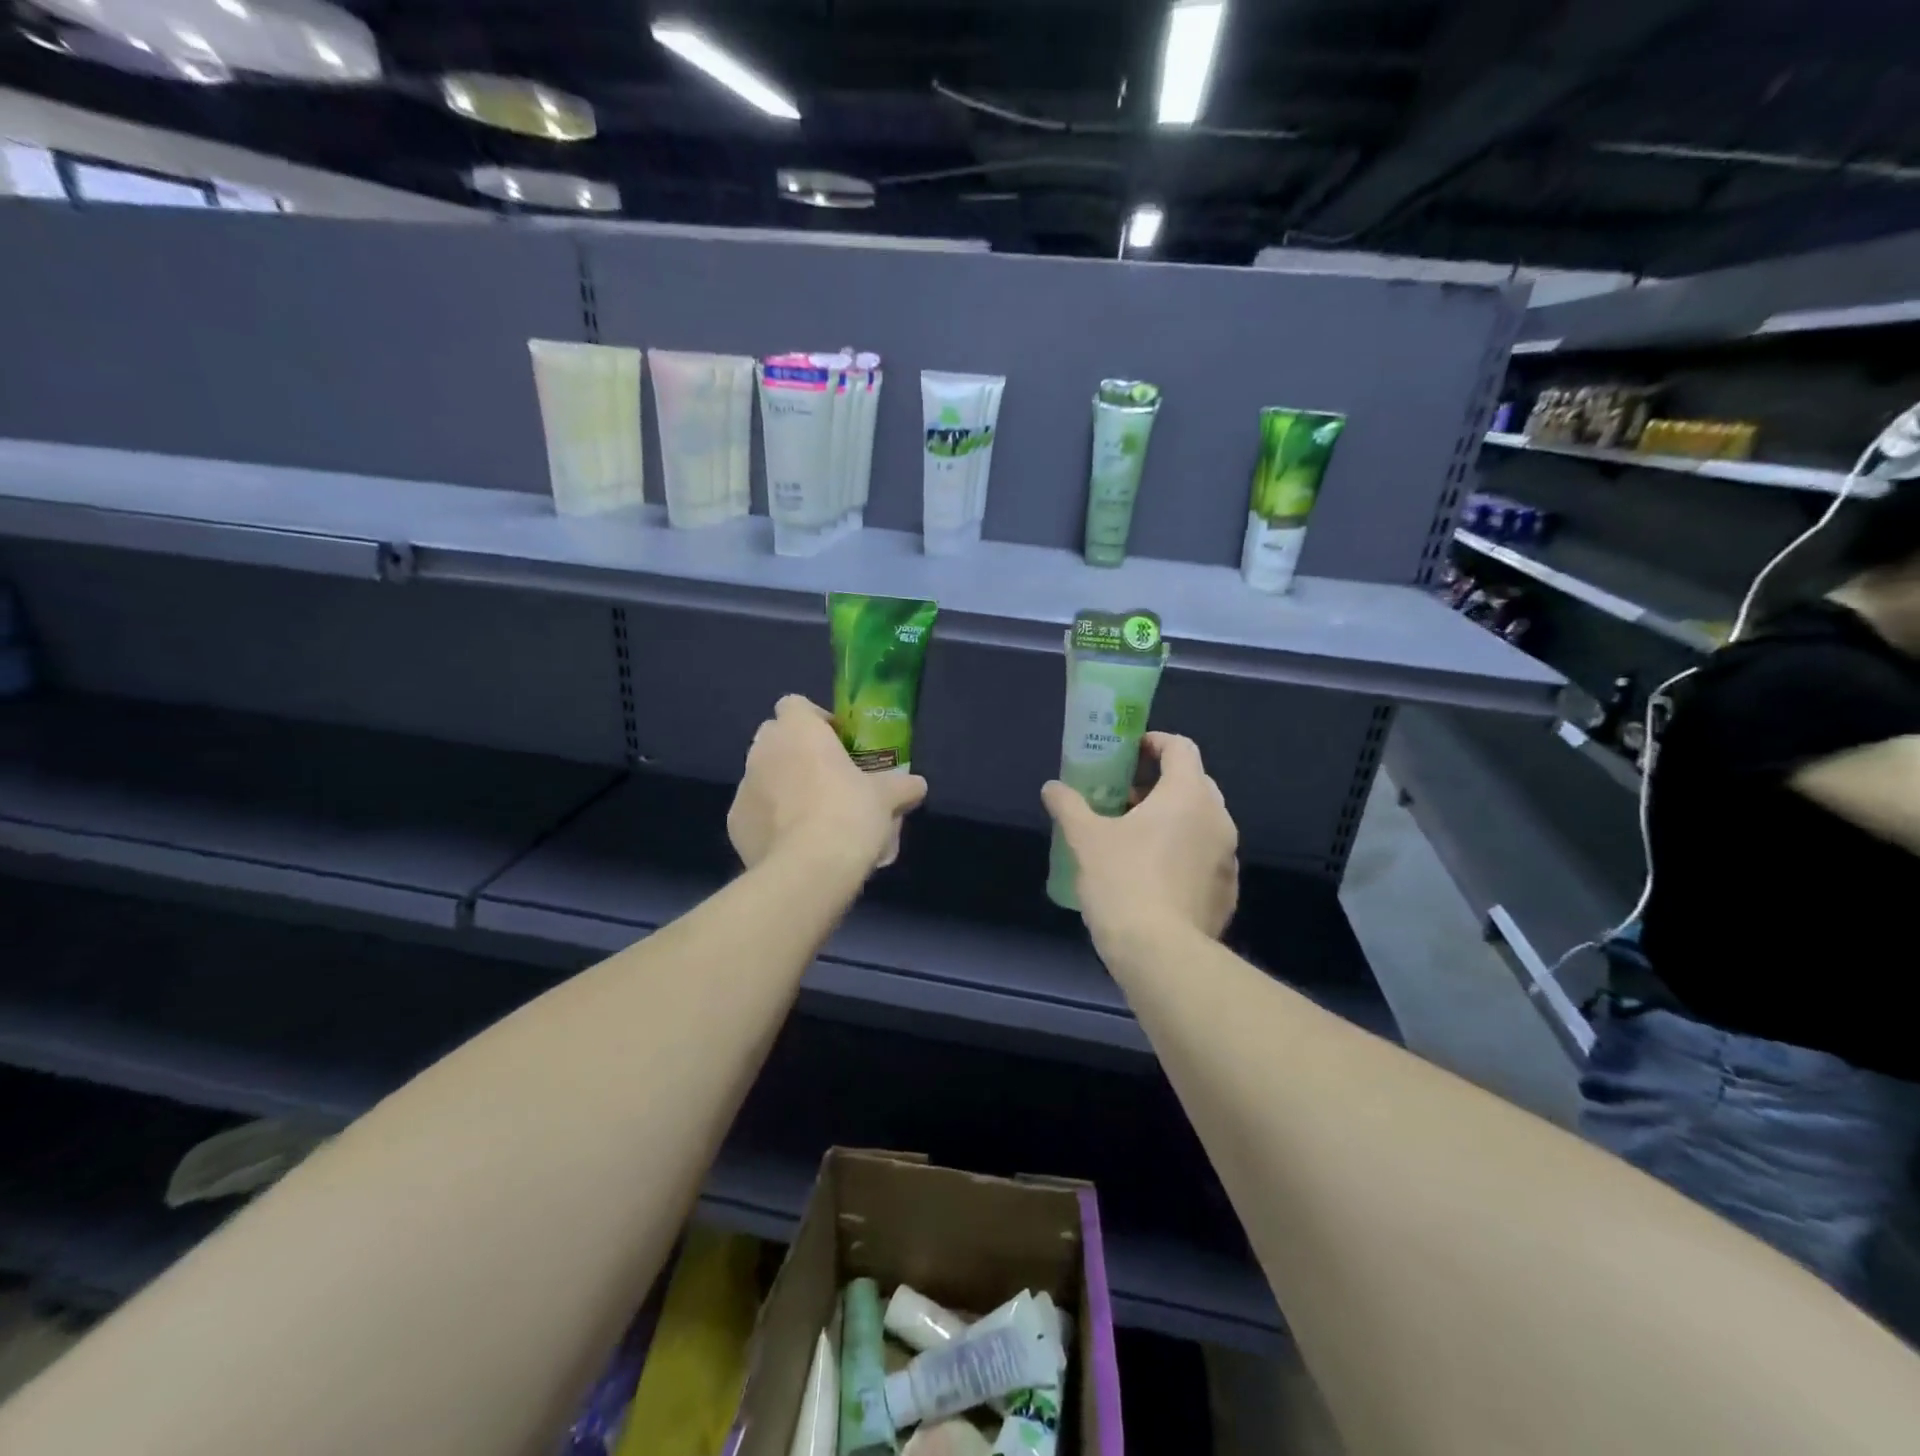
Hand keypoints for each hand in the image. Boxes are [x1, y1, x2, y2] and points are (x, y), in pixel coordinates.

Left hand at [729, 695, 927, 871]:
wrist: (808, 870)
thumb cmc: (849, 814)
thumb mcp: (887, 797)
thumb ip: (902, 785)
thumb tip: (917, 785)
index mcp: (797, 730)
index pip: (795, 704)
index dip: (816, 719)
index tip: (838, 743)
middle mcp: (763, 750)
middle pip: (776, 737)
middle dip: (796, 751)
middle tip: (827, 777)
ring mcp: (743, 786)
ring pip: (763, 775)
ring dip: (782, 785)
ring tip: (812, 815)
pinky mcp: (734, 823)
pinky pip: (755, 811)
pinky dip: (770, 819)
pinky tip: (794, 841)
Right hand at [1041, 732, 1237, 947]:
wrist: (1160, 953)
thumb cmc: (1122, 881)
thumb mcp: (1085, 839)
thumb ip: (1069, 805)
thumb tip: (1052, 787)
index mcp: (1188, 795)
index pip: (1181, 748)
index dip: (1155, 742)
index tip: (1130, 751)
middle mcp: (1217, 818)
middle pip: (1193, 783)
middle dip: (1160, 783)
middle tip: (1125, 797)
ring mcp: (1227, 857)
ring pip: (1201, 822)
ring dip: (1172, 819)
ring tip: (1134, 837)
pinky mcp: (1227, 890)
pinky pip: (1205, 857)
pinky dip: (1182, 853)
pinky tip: (1153, 876)